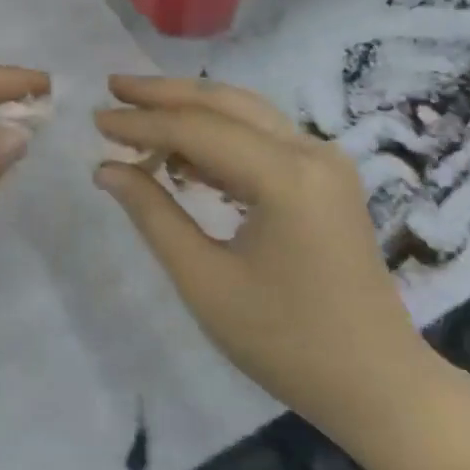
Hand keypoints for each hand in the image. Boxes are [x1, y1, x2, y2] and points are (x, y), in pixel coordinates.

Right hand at [93, 75, 439, 423]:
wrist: (374, 381)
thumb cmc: (284, 341)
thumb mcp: (204, 281)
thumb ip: (153, 215)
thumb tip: (107, 169)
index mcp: (286, 176)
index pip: (198, 130)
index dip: (141, 122)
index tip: (95, 119)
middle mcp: (312, 153)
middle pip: (227, 104)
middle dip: (165, 94)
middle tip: (112, 87)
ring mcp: (326, 163)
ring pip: (247, 116)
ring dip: (192, 112)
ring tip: (138, 116)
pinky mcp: (327, 180)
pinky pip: (264, 141)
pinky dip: (220, 140)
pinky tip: (183, 156)